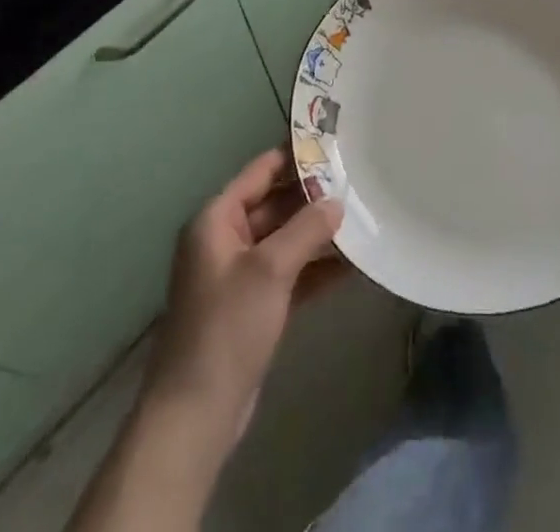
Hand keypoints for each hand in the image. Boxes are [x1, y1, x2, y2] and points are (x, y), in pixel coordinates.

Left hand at [139, 147, 346, 457]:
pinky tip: (353, 263)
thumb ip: (306, 229)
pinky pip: (289, 272)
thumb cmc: (226, 328)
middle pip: (275, 204)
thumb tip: (337, 201)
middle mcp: (225, 239)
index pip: (261, 171)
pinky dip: (316, 267)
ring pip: (285, 239)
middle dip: (314, 196)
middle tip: (358, 180)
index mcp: (216, 219)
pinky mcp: (253, 306)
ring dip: (319, 233)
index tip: (335, 143)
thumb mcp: (270, 269)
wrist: (195, 416)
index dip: (296, 156)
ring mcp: (239, 274)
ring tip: (364, 216)